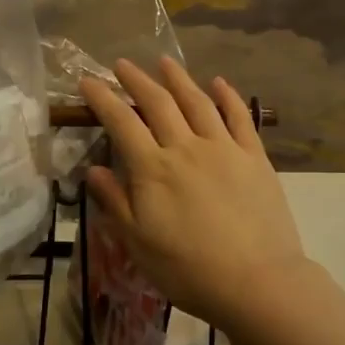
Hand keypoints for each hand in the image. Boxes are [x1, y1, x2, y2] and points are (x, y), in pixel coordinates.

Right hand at [79, 58, 307, 331]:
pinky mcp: (254, 157)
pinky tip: (219, 82)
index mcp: (153, 169)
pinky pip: (240, 117)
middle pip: (158, 103)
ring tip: (164, 61)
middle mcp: (186, 148)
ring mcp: (224, 148)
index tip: (87, 81)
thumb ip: (115, 202)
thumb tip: (94, 170)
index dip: (102, 99)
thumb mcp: (138, 243)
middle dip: (137, 80)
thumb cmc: (189, 270)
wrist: (257, 283)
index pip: (121, 123)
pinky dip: (228, 96)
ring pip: (197, 102)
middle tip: (122, 64)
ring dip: (178, 78)